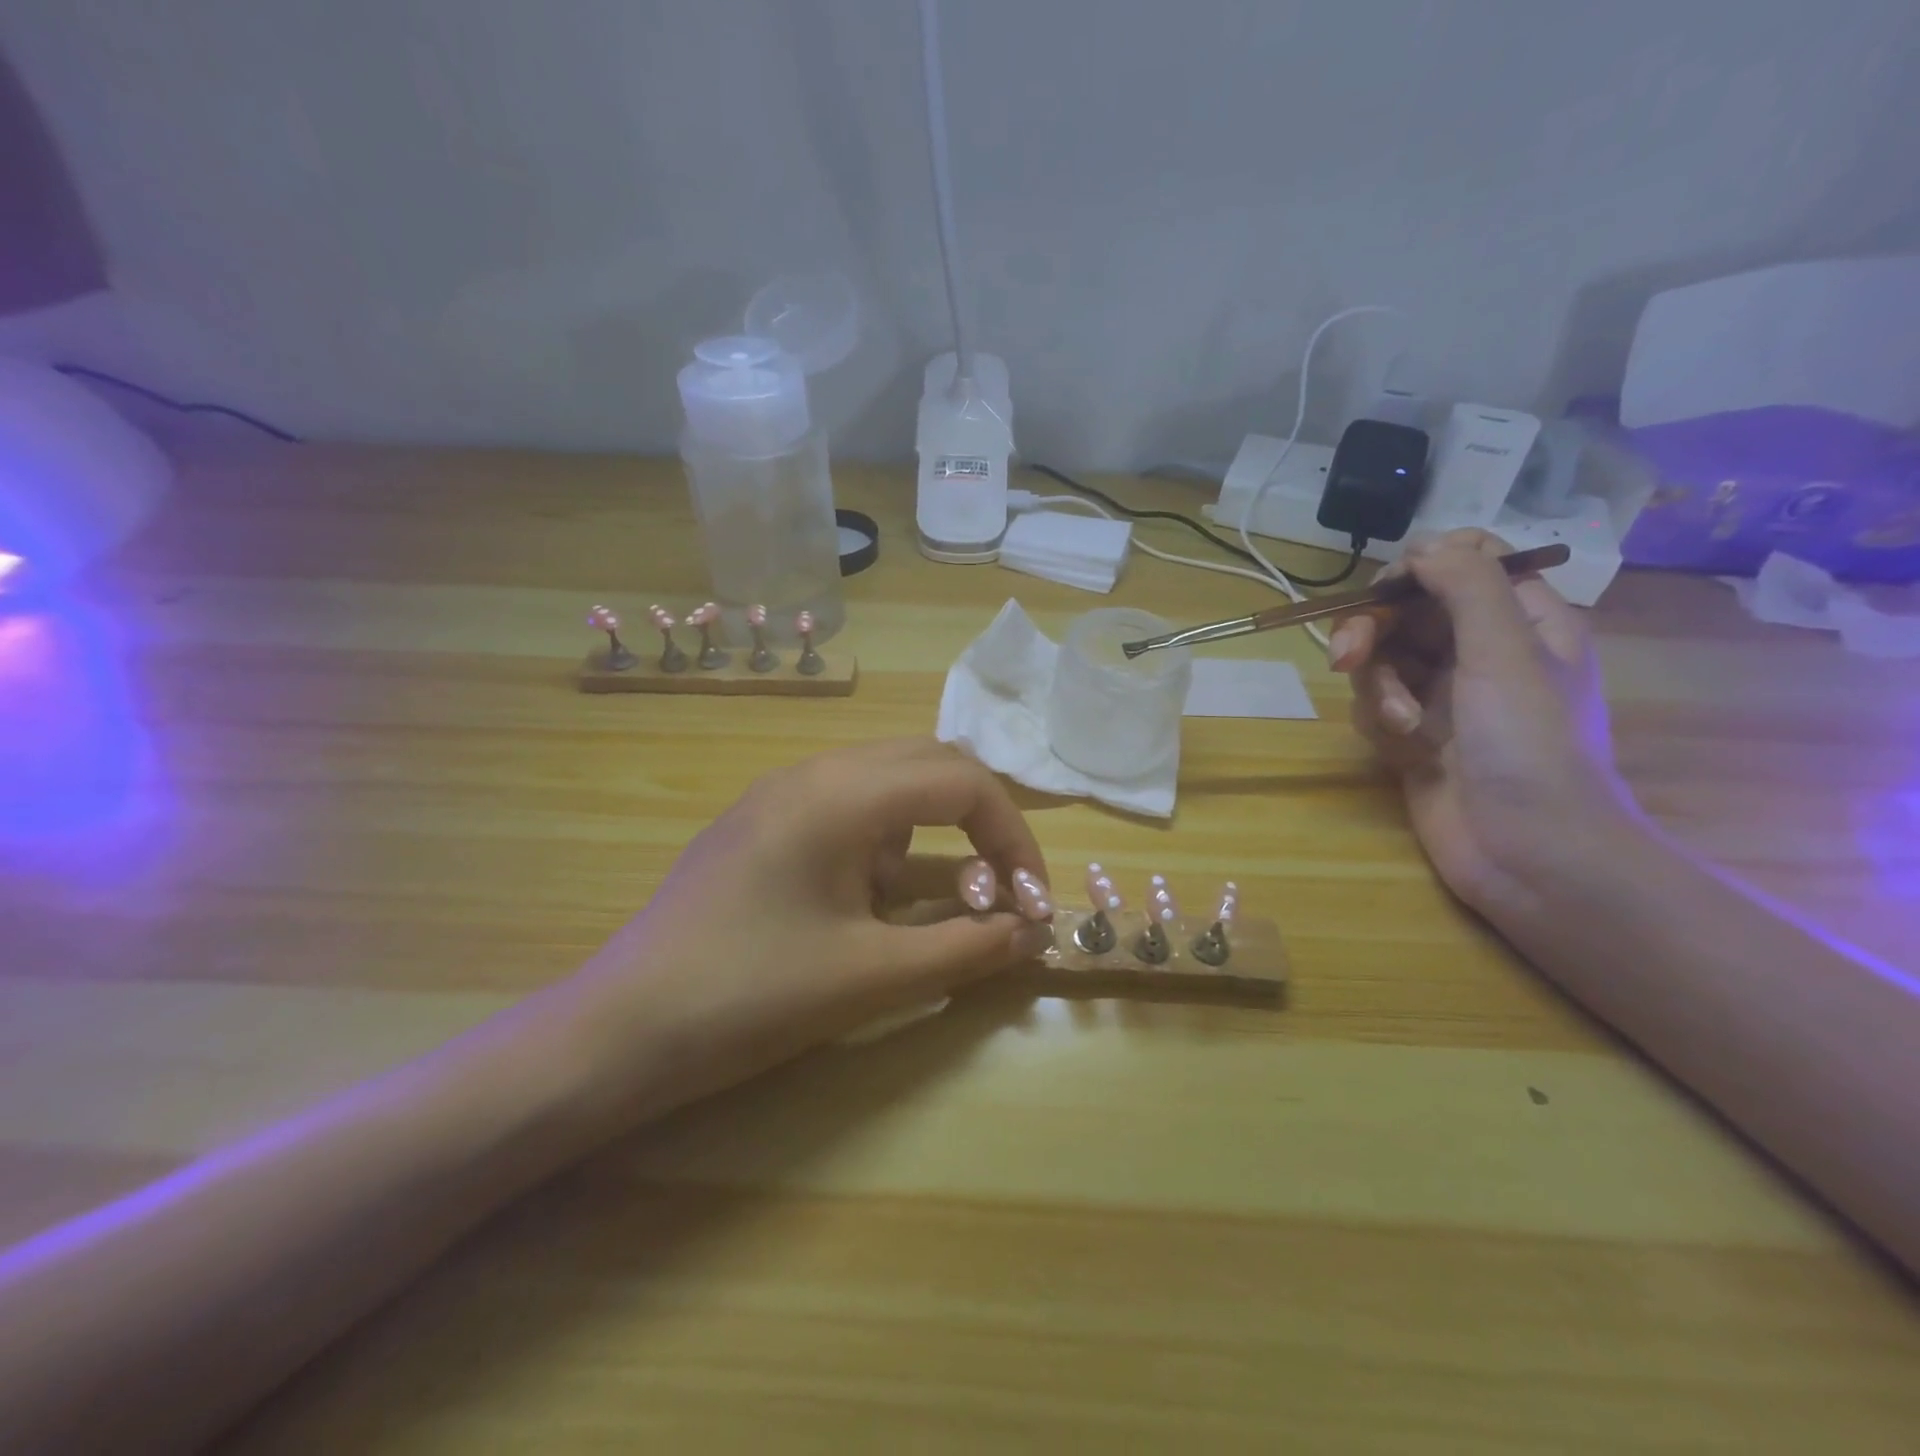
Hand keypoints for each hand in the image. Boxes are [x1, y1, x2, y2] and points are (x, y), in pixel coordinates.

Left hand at [558, 738, 1053, 1122]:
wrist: (618, 1030)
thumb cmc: (749, 997)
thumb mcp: (871, 976)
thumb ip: (964, 947)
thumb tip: (1032, 932)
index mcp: (842, 793)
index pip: (963, 782)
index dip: (1014, 838)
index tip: (1033, 902)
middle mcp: (814, 772)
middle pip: (931, 765)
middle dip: (982, 822)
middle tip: (1003, 889)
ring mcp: (782, 794)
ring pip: (891, 783)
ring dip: (935, 831)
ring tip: (945, 901)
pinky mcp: (763, 824)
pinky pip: (850, 810)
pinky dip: (890, 843)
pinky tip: (880, 902)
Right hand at [1326, 530, 1634, 916]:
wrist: (1529, 853)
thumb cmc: (1530, 745)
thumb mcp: (1504, 652)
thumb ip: (1467, 586)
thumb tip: (1425, 541)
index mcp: (1521, 620)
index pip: (1463, 563)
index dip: (1420, 568)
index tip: (1390, 590)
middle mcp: (1481, 650)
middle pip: (1406, 611)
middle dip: (1374, 632)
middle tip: (1348, 657)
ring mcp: (1445, 695)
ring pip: (1383, 659)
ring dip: (1379, 687)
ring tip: (1399, 724)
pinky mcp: (1414, 734)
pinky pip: (1376, 704)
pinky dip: (1380, 721)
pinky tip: (1402, 748)